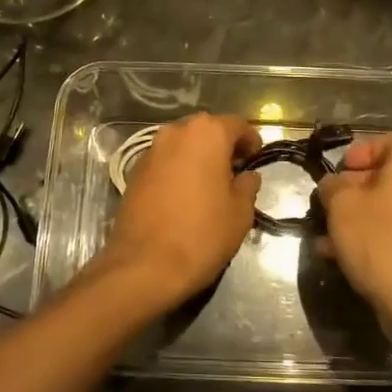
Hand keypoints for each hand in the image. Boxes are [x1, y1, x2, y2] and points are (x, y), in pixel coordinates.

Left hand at [97, 113, 261, 311]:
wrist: (144, 265)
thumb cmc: (201, 234)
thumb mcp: (240, 213)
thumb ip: (247, 186)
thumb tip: (247, 176)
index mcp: (207, 133)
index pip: (237, 125)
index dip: (251, 141)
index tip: (256, 160)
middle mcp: (176, 132)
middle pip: (207, 130)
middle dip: (222, 146)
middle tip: (235, 172)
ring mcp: (151, 150)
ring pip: (183, 144)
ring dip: (198, 157)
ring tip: (209, 185)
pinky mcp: (134, 170)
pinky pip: (165, 161)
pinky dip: (178, 169)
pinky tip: (184, 195)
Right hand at [315, 132, 391, 319]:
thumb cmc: (378, 239)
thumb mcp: (341, 205)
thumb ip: (332, 186)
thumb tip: (333, 185)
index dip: (364, 149)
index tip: (342, 168)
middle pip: (390, 176)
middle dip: (355, 188)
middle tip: (331, 203)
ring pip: (390, 208)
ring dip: (359, 216)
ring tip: (328, 235)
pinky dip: (373, 237)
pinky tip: (342, 257)